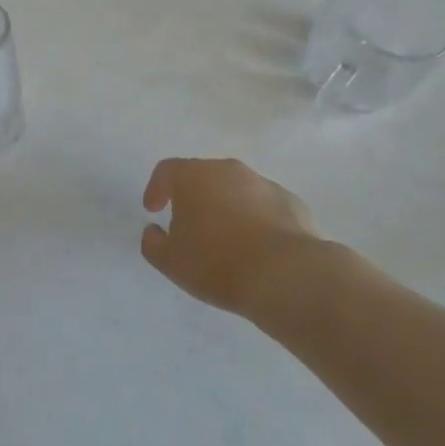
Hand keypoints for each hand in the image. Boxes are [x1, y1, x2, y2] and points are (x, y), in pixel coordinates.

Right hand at [141, 157, 321, 314]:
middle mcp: (228, 170)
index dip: (156, 189)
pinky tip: (257, 247)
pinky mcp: (292, 202)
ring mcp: (263, 183)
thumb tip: (154, 231)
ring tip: (225, 240)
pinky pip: (264, 206)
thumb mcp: (170, 261)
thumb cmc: (216, 263)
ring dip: (226, 207)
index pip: (166, 171)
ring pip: (236, 190)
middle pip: (202, 176)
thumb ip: (153, 243)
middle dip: (193, 197)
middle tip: (189, 226)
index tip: (154, 210)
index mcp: (193, 176)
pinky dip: (255, 219)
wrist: (286, 275)